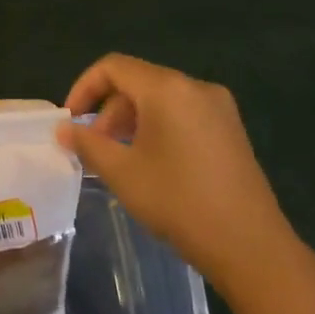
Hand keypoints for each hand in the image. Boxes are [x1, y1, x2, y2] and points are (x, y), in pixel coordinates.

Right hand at [59, 54, 295, 289]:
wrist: (250, 246)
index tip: (70, 120)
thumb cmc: (178, 202)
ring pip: (160, 98)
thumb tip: (63, 129)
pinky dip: (157, 127)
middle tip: (93, 146)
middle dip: (108, 109)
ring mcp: (219, 108)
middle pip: (138, 81)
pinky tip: (150, 162)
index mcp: (168, 89)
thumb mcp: (122, 172)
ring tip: (118, 157)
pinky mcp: (231, 130)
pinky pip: (182, 114)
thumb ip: (87, 143)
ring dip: (131, 120)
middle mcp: (195, 88)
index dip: (84, 88)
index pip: (113, 67)